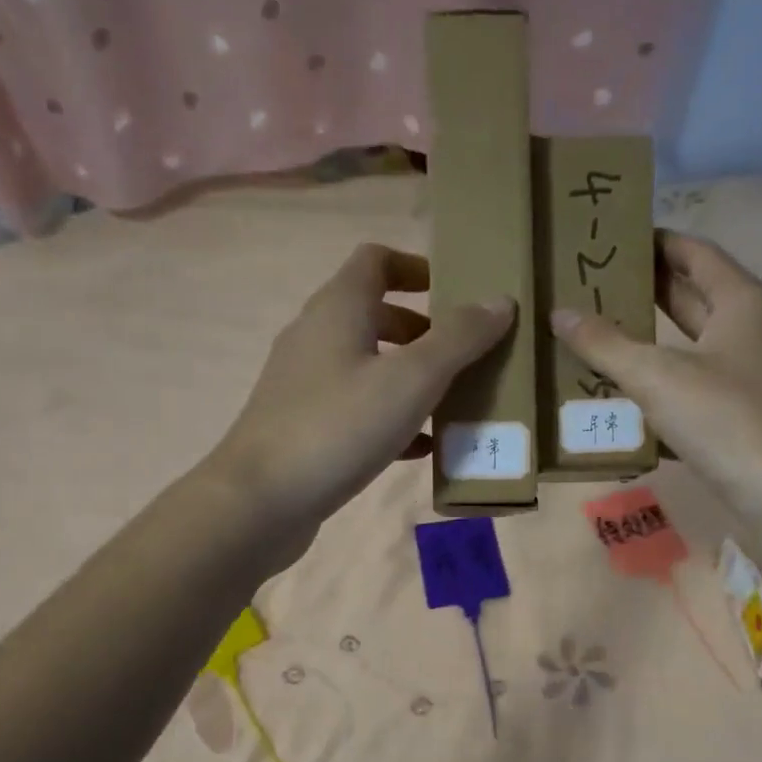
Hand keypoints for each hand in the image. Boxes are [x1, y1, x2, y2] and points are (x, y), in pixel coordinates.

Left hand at [207, 243, 514, 549]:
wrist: (261, 501)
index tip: (455, 293)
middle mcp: (316, 336)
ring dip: (410, 376)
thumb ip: (459, 339)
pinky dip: (391, 416)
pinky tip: (421, 447)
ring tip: (452, 402)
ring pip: (367, 365)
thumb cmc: (339, 427)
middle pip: (374, 314)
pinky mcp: (304, 426)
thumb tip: (500, 301)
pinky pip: (357, 408)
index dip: (417, 267)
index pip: (376, 260)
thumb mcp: (411, 379)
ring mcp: (305, 384)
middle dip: (423, 330)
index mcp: (338, 308)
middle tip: (464, 354)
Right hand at [551, 231, 761, 520]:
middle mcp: (761, 331)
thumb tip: (560, 313)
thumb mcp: (657, 377)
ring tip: (608, 342)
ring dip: (659, 345)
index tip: (617, 240)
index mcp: (745, 302)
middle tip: (599, 289)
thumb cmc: (726, 419)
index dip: (656, 243)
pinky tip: (638, 404)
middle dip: (651, 292)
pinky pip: (707, 390)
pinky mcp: (758, 418)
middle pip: (698, 299)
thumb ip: (606, 344)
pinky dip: (675, 389)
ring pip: (702, 349)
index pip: (696, 254)